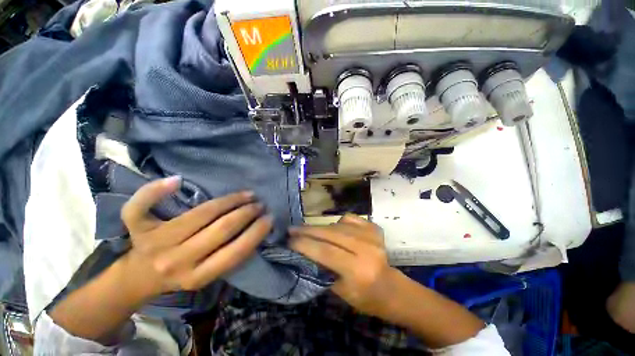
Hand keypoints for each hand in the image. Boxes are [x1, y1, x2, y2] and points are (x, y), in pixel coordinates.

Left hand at [121, 176, 272, 297]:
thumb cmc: (181, 275)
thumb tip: (257, 229)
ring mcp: (155, 242)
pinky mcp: (137, 228)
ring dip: (230, 200)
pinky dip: (155, 191)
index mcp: (196, 276)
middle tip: (260, 204)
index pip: (235, 251)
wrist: (139, 278)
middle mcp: (176, 260)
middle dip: (247, 213)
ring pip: (200, 213)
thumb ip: (230, 257)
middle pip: (221, 229)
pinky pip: (140, 207)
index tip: (269, 218)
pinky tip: (178, 180)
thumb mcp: (208, 275)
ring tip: (247, 194)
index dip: (256, 232)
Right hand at [289, 214, 396, 317]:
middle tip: (292, 229)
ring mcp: (371, 235)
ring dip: (320, 227)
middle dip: (308, 230)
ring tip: (308, 230)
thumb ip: (321, 269)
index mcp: (357, 269)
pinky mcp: (373, 228)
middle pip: (330, 234)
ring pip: (337, 225)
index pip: (325, 251)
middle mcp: (365, 248)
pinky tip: (335, 229)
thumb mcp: (339, 290)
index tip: (289, 240)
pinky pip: (349, 219)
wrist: (391, 287)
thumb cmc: (364, 297)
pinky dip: (338, 222)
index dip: (304, 244)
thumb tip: (303, 251)